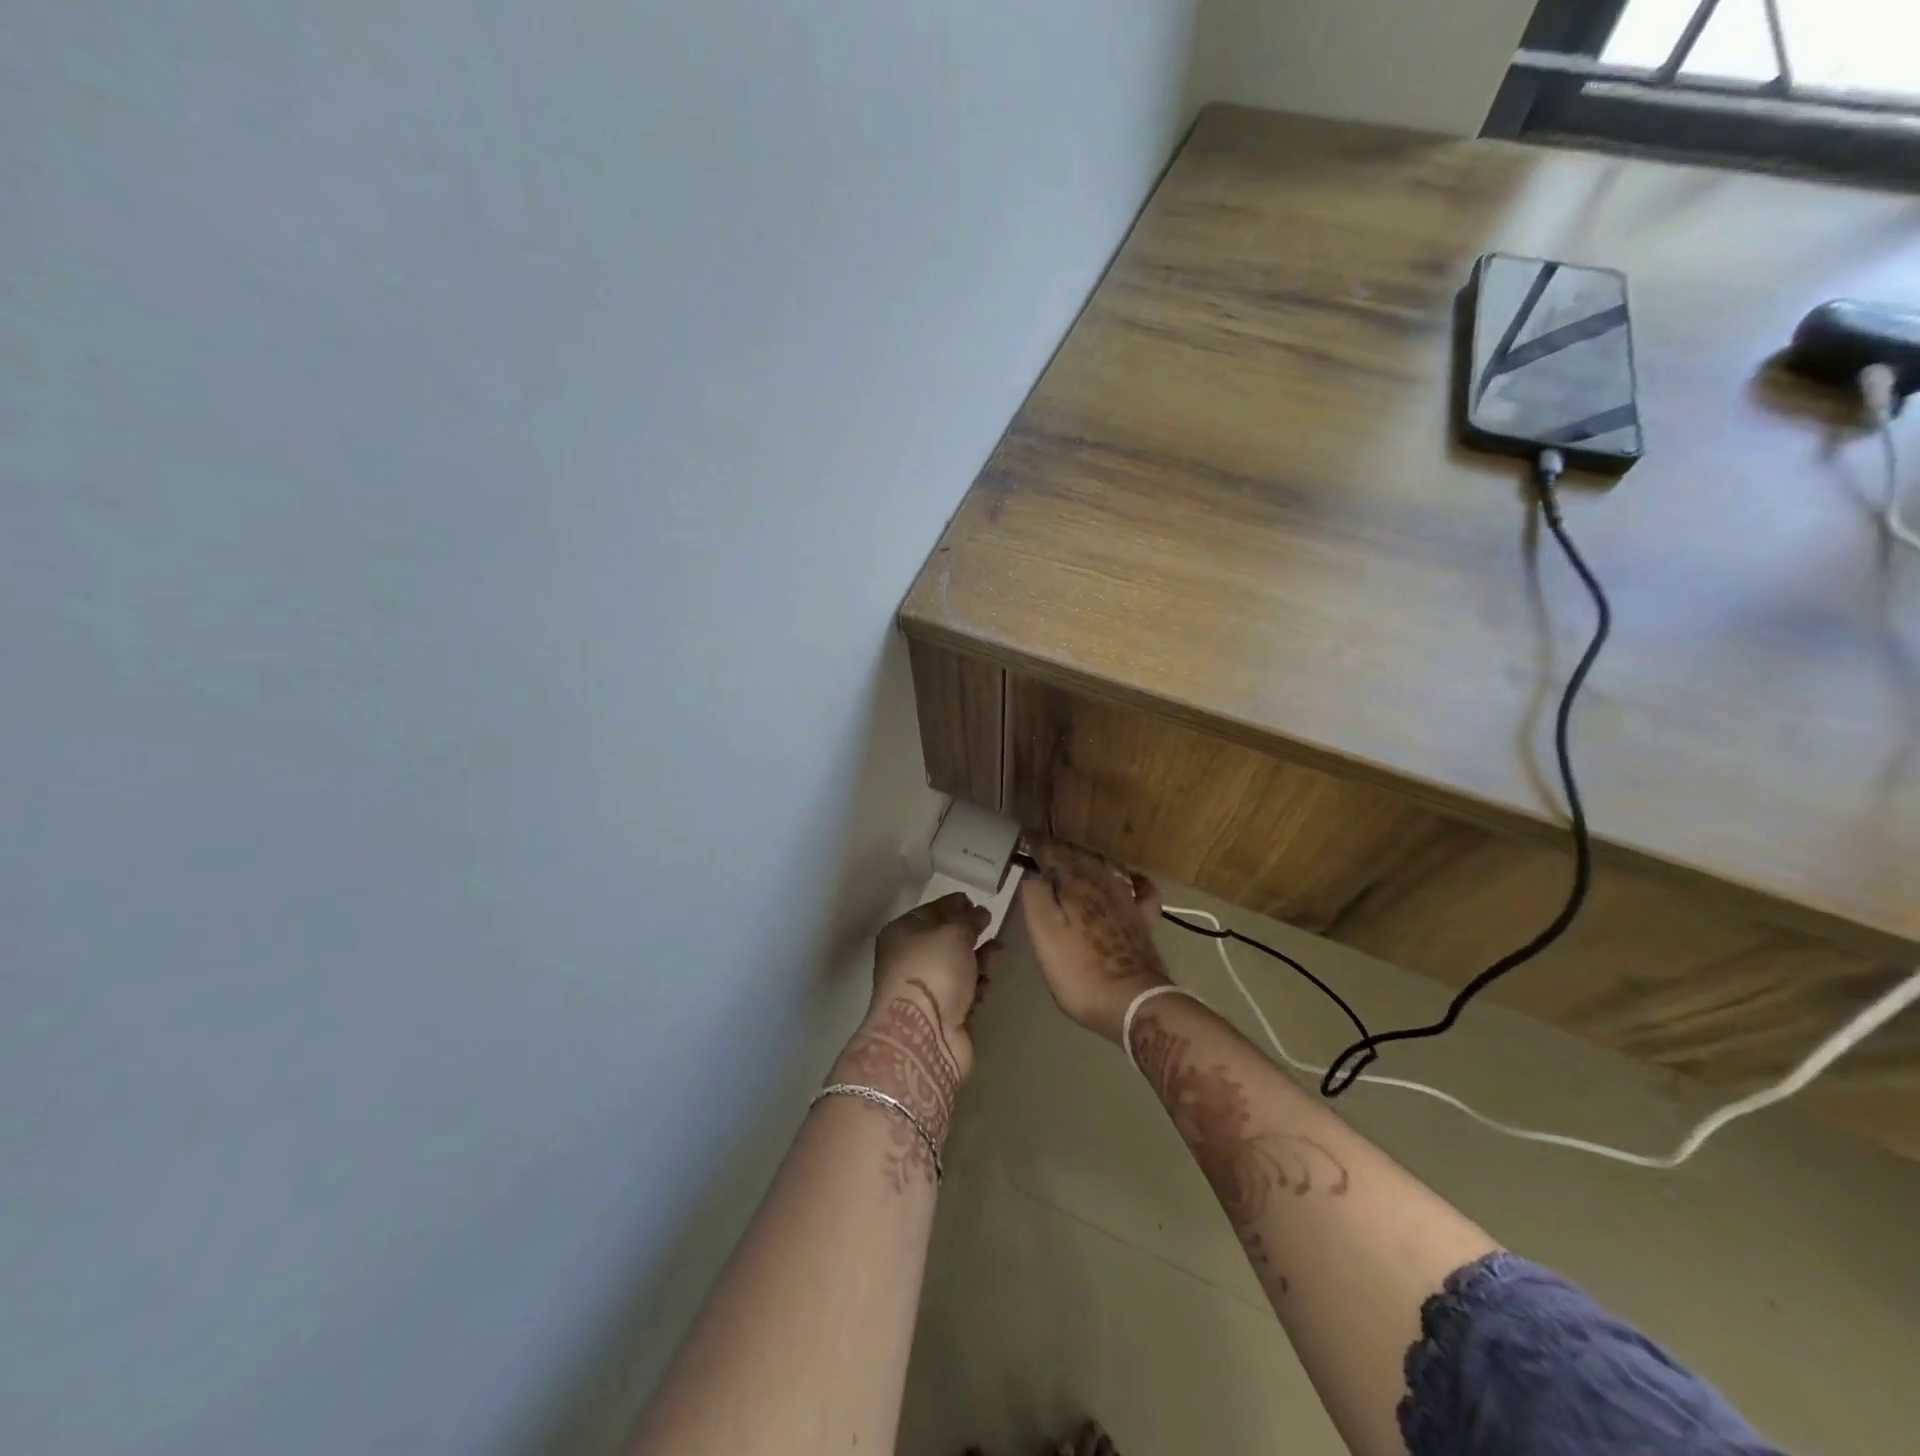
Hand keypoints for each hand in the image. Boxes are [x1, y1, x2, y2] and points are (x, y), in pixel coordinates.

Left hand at [829, 895, 996, 1171]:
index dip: (952, 904)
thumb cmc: (932, 971)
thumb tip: (979, 912)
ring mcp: (927, 989)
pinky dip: (978, 985)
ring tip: (1000, 951)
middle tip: (992, 924)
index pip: (930, 911)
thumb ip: (969, 920)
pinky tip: (988, 982)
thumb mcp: (953, 934)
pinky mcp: (944, 1014)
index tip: (975, 900)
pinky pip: (965, 991)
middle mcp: (910, 959)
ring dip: (979, 958)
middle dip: (969, 931)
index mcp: (902, 934)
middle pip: (944, 939)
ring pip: (958, 965)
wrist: (924, 1036)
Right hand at [1018, 838, 1169, 1043]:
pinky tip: (1131, 879)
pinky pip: (1142, 891)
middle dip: (1060, 851)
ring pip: (1105, 869)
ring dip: (1088, 861)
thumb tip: (1034, 874)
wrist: (1132, 1002)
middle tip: (1044, 850)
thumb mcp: (1043, 933)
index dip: (1037, 845)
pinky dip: (1135, 881)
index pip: (1052, 854)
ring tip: (1074, 861)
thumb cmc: (1078, 971)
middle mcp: (1102, 885)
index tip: (1025, 837)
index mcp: (1074, 886)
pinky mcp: (1143, 922)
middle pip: (1079, 858)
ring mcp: (1126, 902)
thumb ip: (1035, 896)